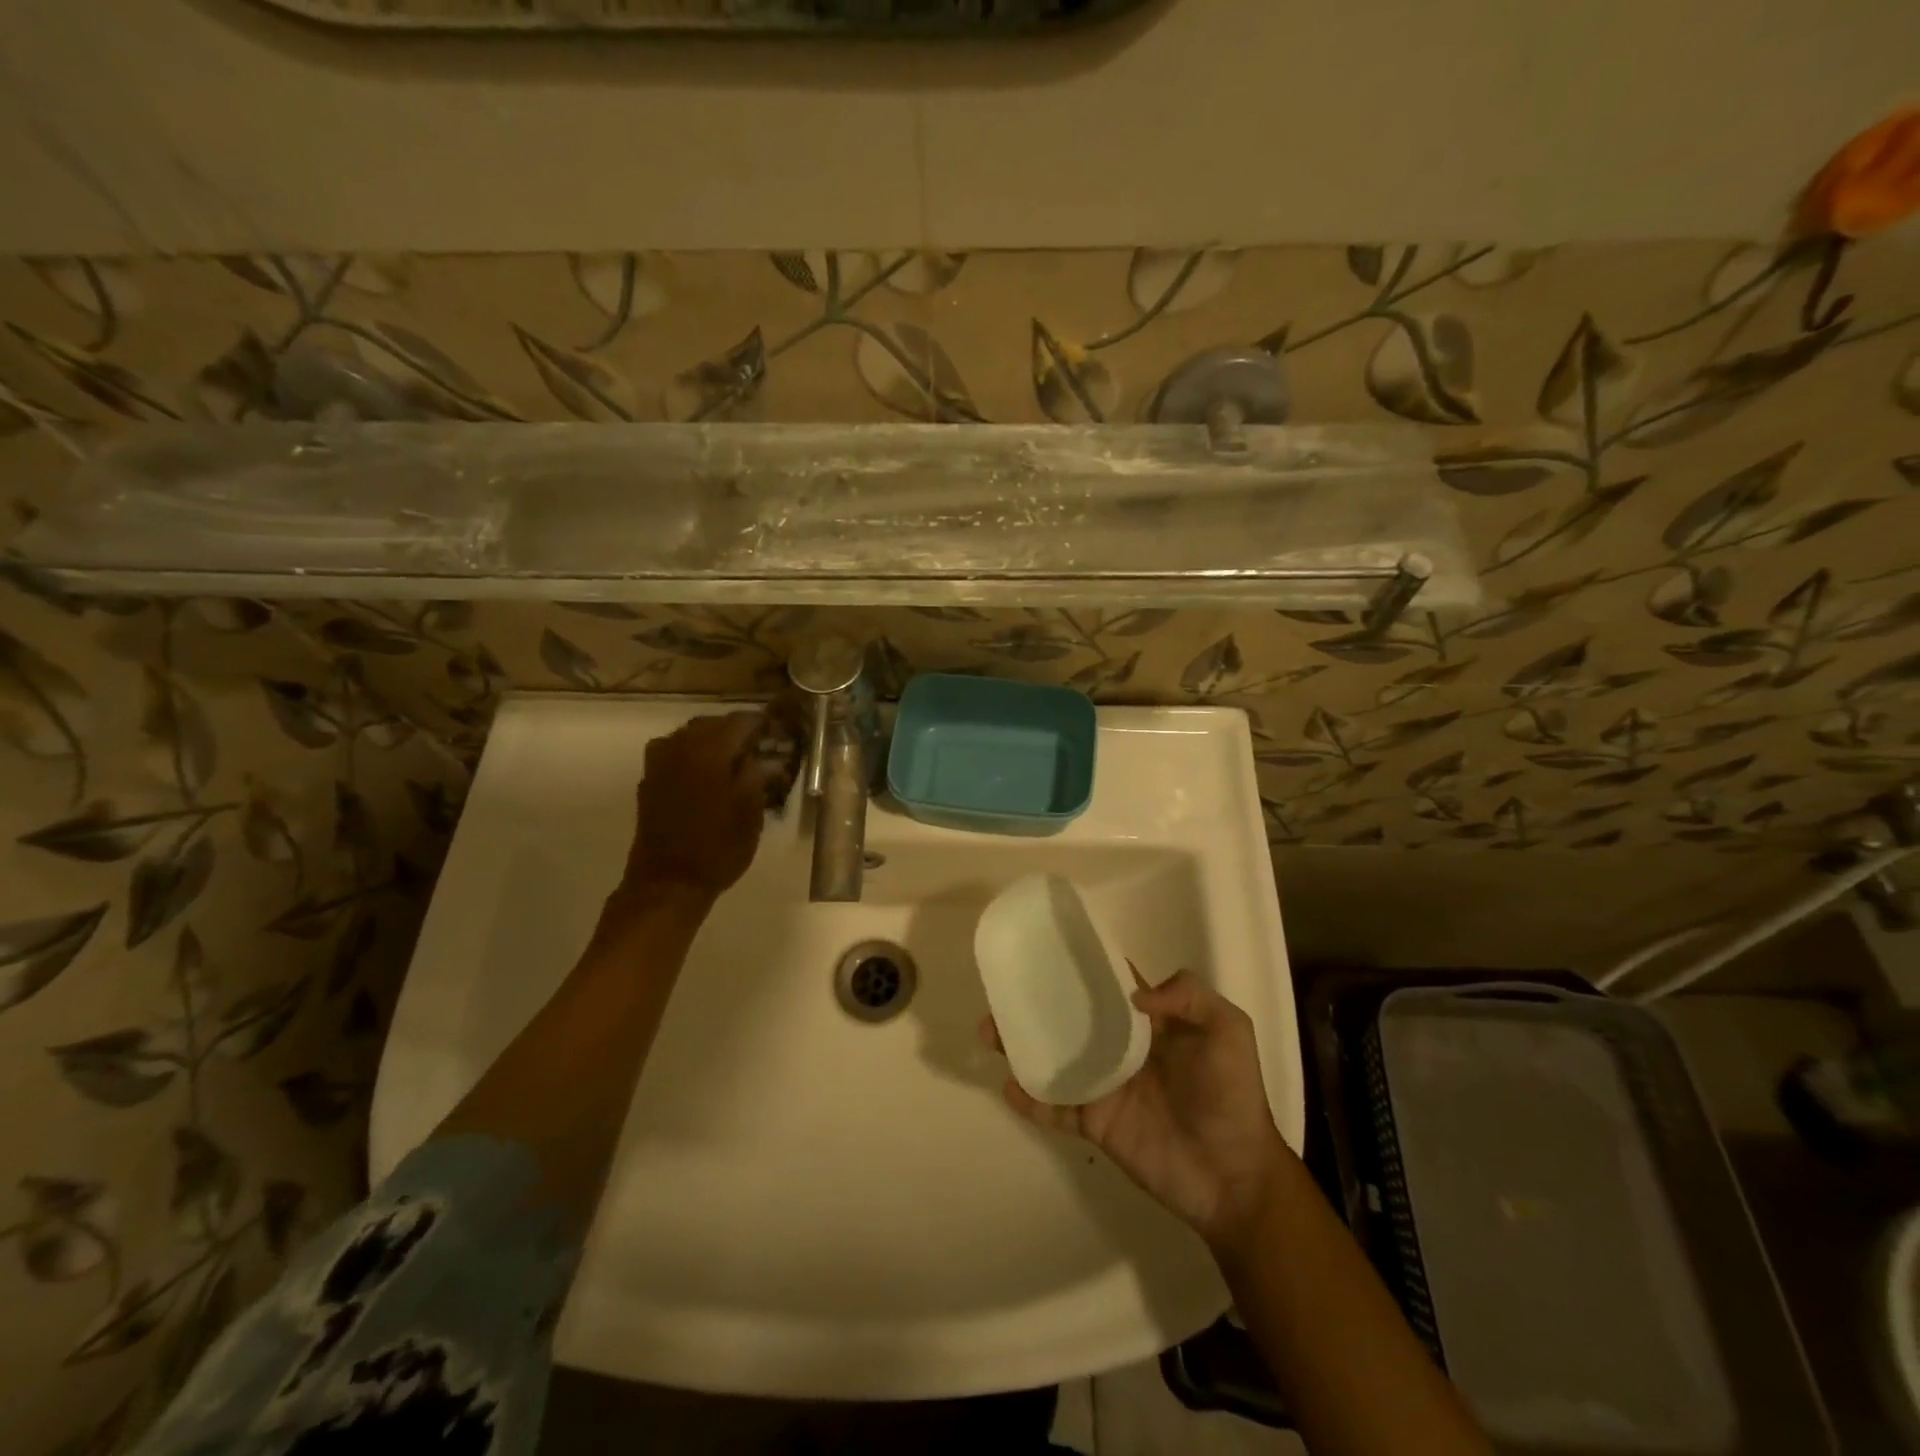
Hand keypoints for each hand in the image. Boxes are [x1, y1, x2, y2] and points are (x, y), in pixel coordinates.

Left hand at [612, 710, 790, 909]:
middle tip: (760, 747)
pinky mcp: (649, 779)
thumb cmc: (718, 847)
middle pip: (712, 724)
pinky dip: (693, 755)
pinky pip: (675, 753)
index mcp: (709, 750)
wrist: (669, 882)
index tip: (779, 733)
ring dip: (713, 741)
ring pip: (690, 736)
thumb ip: (758, 774)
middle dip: (737, 731)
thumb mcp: (751, 812)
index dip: (762, 724)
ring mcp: (659, 762)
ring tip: (735, 760)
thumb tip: (766, 755)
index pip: (740, 721)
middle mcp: (680, 746)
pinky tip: (708, 773)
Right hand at [982, 969, 1286, 1251]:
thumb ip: (1189, 996)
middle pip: (1071, 1017)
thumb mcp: (1229, 1030)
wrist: (1234, 1177)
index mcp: (1149, 1022)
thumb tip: (1133, 994)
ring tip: (989, 1031)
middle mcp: (1120, 1047)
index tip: (1048, 946)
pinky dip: (1031, 1099)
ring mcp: (1104, 1085)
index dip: (1083, 964)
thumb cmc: (1233, 1096)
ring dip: (1022, 1045)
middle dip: (1038, 1002)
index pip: (1109, 984)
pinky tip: (1008, 1086)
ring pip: (1054, 1058)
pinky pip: (1056, 1108)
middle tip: (1004, 989)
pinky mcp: (1095, 1123)